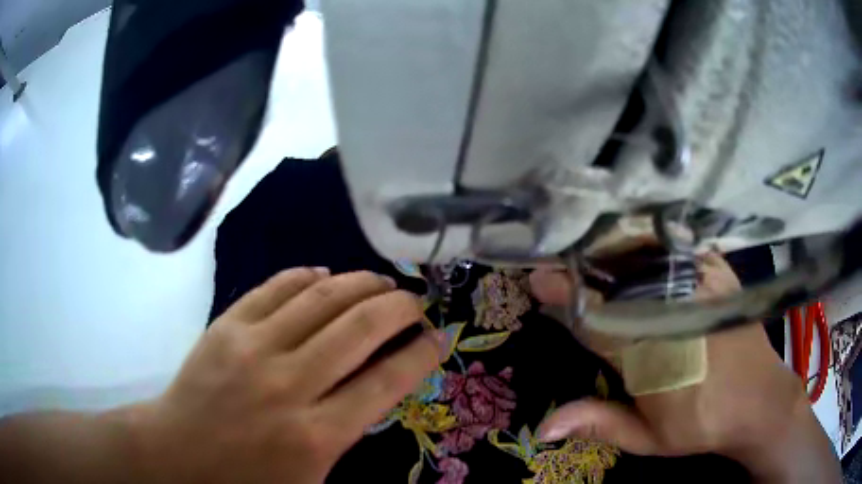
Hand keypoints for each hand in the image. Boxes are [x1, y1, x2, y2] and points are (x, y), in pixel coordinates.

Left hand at [131, 268, 442, 483]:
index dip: (420, 353)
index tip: (438, 338)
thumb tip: (381, 385)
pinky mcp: (227, 325)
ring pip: (322, 297)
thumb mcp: (312, 479)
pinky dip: (308, 275)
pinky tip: (326, 276)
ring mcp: (253, 347)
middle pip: (360, 327)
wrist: (178, 454)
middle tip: (416, 301)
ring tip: (381, 281)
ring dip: (362, 282)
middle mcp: (289, 384)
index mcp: (316, 435)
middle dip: (400, 307)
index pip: (386, 381)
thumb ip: (351, 437)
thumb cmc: (247, 479)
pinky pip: (277, 286)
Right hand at [529, 253, 838, 482]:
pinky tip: (638, 242)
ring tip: (592, 247)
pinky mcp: (718, 273)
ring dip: (614, 250)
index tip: (540, 278)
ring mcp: (700, 286)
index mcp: (651, 356)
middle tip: (561, 258)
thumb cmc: (701, 423)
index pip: (596, 319)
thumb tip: (543, 426)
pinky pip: (677, 248)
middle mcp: (673, 312)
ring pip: (647, 256)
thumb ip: (599, 424)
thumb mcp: (648, 438)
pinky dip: (651, 243)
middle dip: (585, 266)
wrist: (759, 401)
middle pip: (618, 279)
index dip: (565, 296)